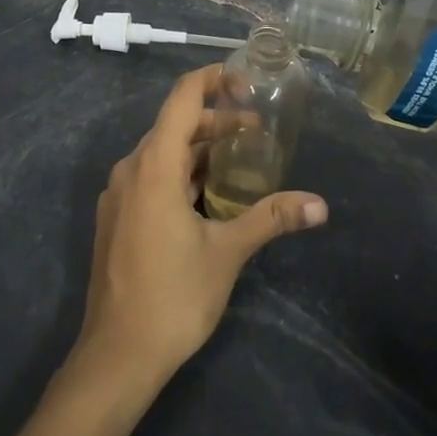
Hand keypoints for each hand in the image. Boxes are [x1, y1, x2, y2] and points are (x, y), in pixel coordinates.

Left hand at [74, 65, 327, 384]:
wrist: (117, 355)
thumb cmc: (173, 296)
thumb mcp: (227, 252)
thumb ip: (271, 219)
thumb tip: (320, 205)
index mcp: (154, 166)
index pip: (182, 99)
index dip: (212, 79)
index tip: (246, 81)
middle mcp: (131, 170)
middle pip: (174, 125)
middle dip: (215, 121)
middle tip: (257, 131)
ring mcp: (119, 195)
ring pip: (162, 154)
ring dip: (199, 149)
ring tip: (240, 160)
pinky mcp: (117, 218)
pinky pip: (151, 178)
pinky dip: (181, 173)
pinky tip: (208, 195)